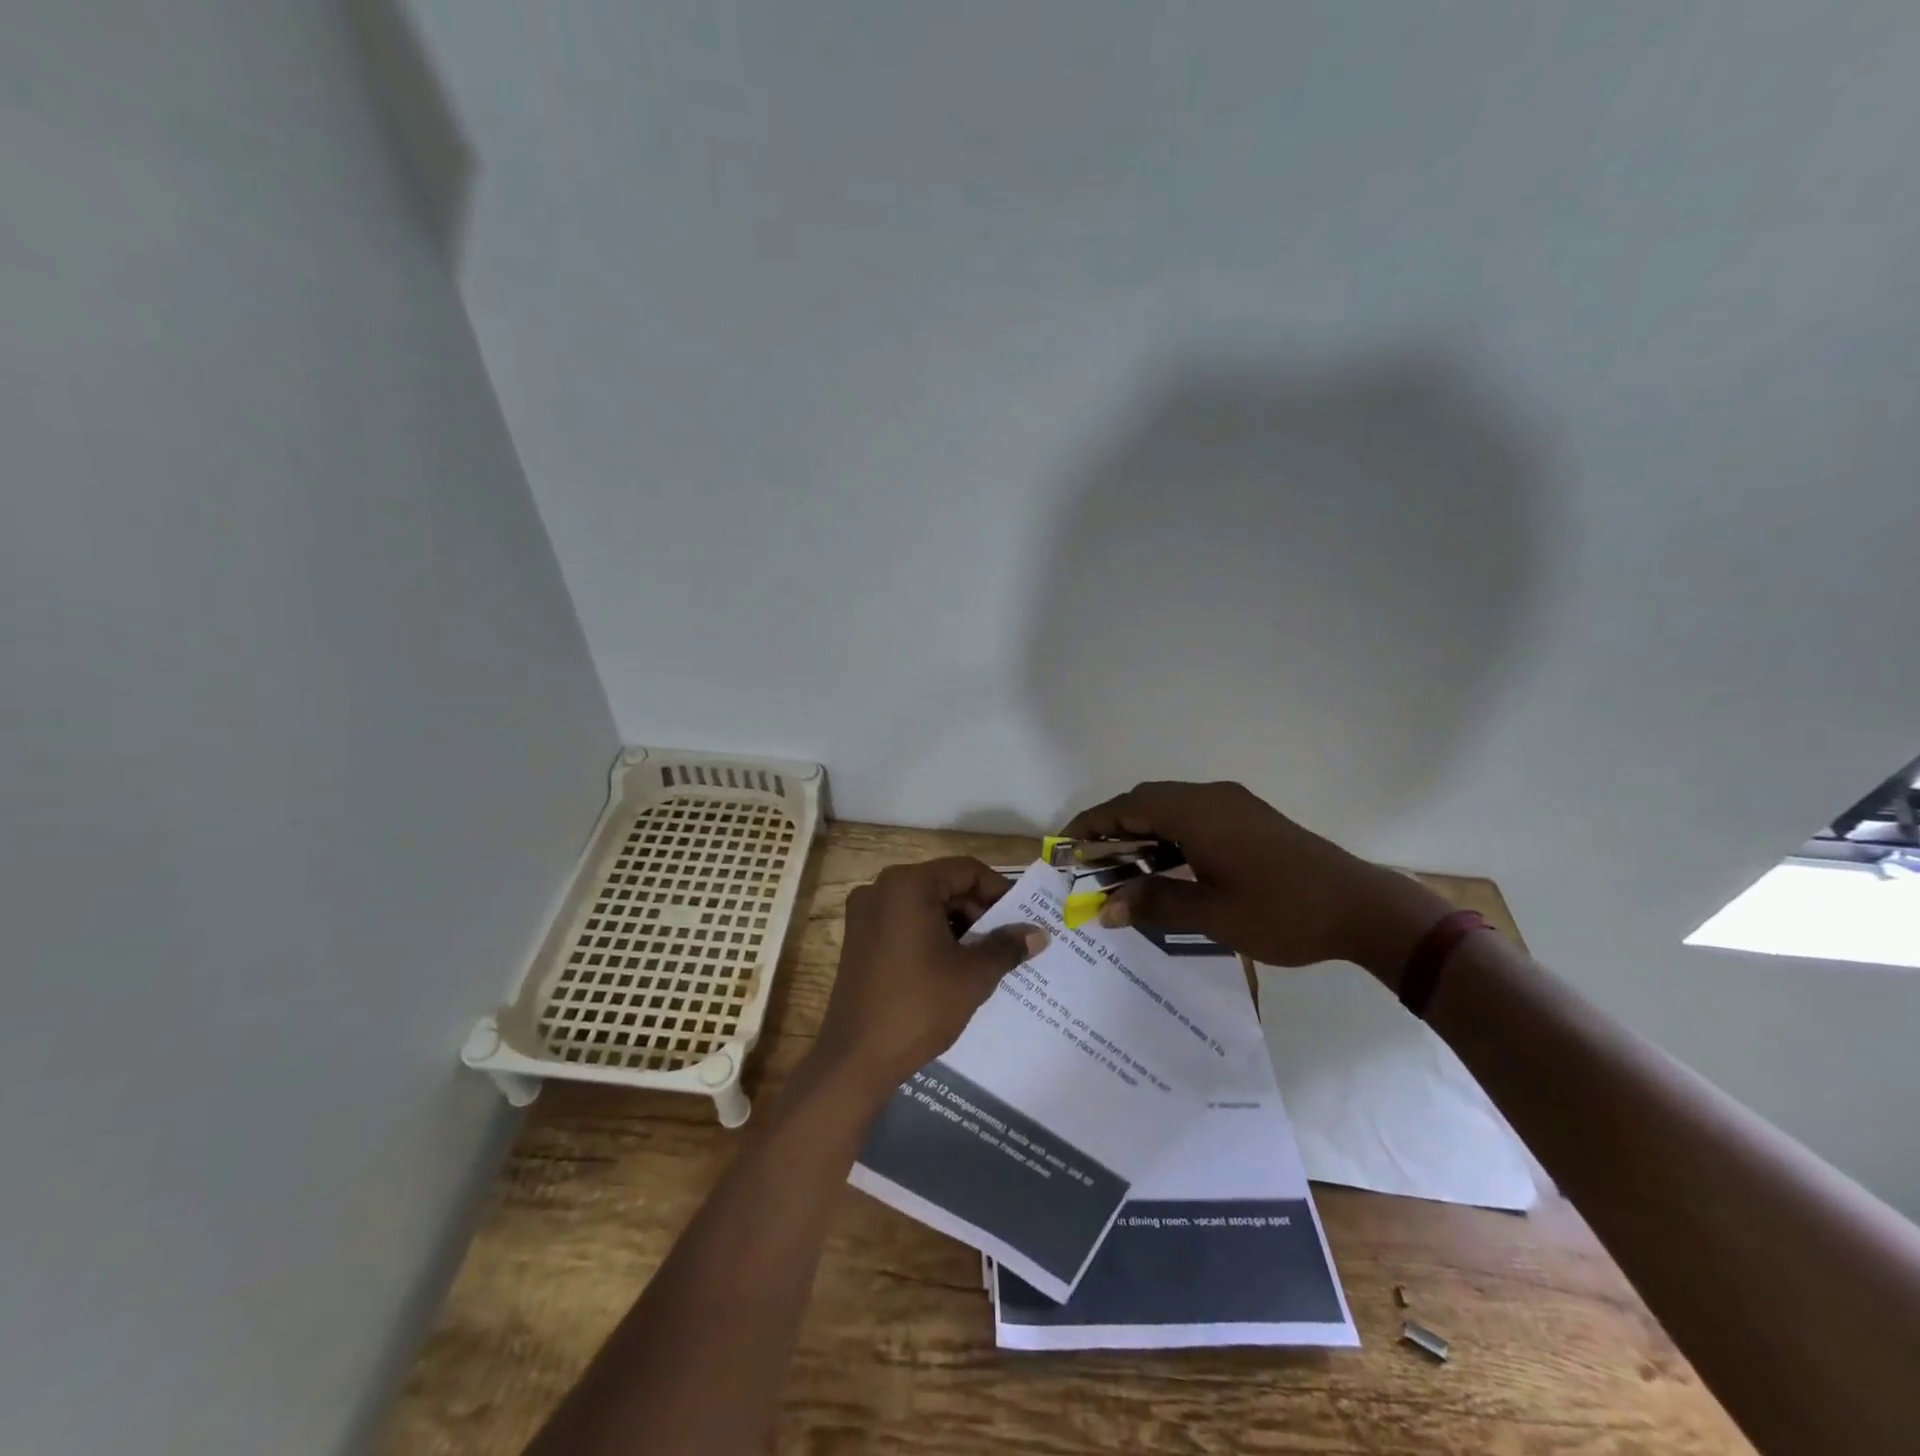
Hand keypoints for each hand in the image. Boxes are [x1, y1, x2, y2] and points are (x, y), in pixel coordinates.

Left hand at [813, 858, 1048, 1100]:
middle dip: (979, 911)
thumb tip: (1039, 933)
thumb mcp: (973, 974)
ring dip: (957, 925)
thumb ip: (1007, 946)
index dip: (1000, 892)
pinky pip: (905, 924)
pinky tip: (954, 966)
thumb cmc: (919, 1006)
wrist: (856, 1058)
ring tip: (986, 957)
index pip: (966, 871)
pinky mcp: (858, 939)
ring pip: (925, 905)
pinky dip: (932, 936)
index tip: (1022, 918)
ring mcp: (865, 914)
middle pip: (944, 885)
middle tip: (1008, 941)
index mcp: (908, 885)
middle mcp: (881, 889)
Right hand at [1063, 781, 1450, 976]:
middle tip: (1089, 860)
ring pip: (1172, 807)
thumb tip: (1105, 909)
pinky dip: (1169, 834)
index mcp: (1198, 813)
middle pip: (1147, 800)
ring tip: (1121, 865)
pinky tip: (1167, 865)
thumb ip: (1155, 904)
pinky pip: (1195, 816)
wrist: (1362, 908)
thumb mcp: (1213, 915)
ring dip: (1143, 830)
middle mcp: (1212, 798)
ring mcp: (1235, 805)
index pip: (1128, 806)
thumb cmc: (1283, 912)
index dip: (1091, 823)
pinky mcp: (1251, 819)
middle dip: (1113, 826)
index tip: (1064, 845)